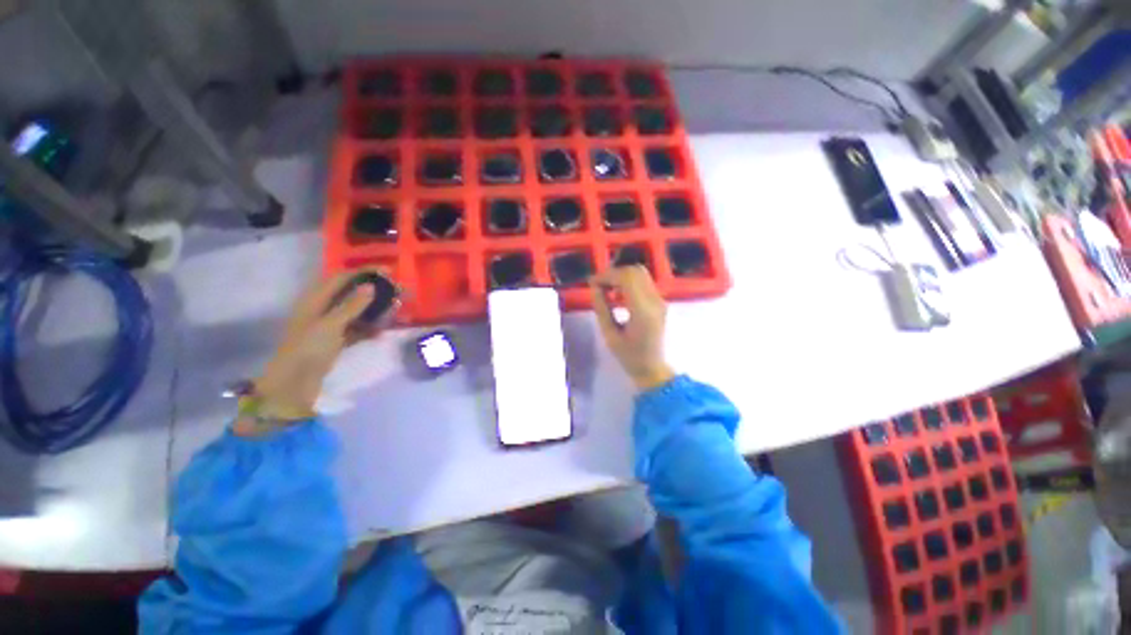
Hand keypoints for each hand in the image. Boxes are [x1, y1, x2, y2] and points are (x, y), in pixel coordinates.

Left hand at [238, 271, 382, 434]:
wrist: (293, 386)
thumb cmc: (307, 350)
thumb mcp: (330, 325)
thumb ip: (351, 305)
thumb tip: (371, 285)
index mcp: (315, 301)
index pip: (341, 278)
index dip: (363, 272)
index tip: (388, 272)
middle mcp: (322, 310)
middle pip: (350, 294)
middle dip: (373, 291)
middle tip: (396, 291)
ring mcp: (329, 327)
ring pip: (356, 312)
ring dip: (375, 310)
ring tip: (395, 308)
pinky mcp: (336, 342)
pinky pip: (357, 329)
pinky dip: (369, 328)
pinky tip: (382, 331)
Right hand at [590, 266, 675, 390]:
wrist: (653, 369)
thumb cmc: (629, 356)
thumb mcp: (609, 335)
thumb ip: (601, 308)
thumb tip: (594, 288)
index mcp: (642, 311)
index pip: (626, 278)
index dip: (607, 275)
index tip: (592, 283)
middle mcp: (655, 301)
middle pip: (635, 271)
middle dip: (614, 273)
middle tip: (599, 285)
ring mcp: (660, 301)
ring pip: (640, 274)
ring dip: (621, 276)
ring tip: (606, 289)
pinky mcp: (660, 302)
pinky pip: (644, 283)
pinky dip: (629, 282)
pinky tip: (618, 294)